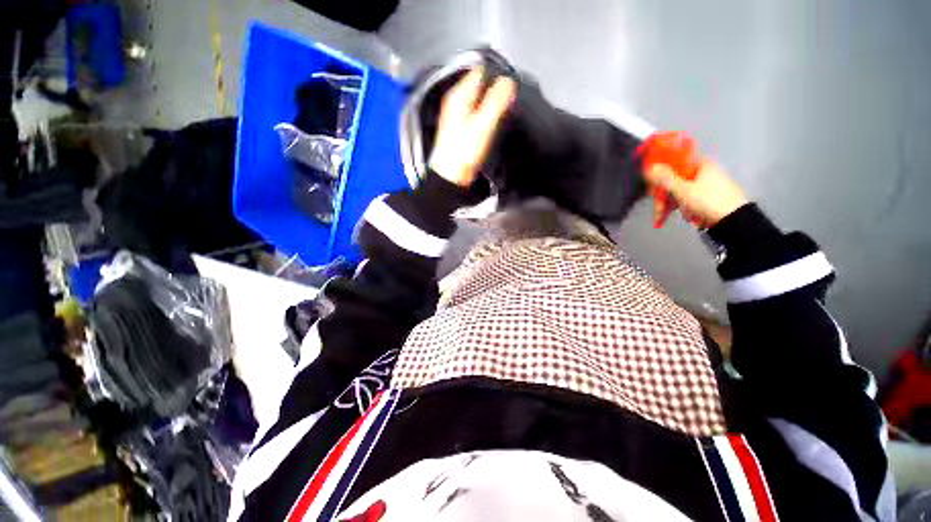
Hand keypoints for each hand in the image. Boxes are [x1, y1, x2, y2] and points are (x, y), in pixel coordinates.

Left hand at [428, 68, 516, 186]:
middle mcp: (457, 100)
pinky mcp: (462, 128)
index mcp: (460, 95)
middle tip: (509, 104)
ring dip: (492, 104)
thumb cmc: (464, 152)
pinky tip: (493, 124)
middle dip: (496, 90)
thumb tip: (510, 81)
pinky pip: (477, 112)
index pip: (481, 71)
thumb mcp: (483, 125)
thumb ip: (497, 101)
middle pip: (481, 85)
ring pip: (480, 99)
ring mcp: (458, 114)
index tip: (510, 89)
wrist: (451, 176)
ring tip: (503, 114)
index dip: (497, 76)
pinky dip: (486, 115)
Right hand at [644, 160, 748, 227]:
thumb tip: (649, 167)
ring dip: (670, 204)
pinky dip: (681, 207)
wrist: (733, 221)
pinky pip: (688, 199)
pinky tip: (682, 215)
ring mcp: (707, 185)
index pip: (675, 164)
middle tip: (658, 209)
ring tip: (665, 217)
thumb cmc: (708, 201)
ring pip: (680, 192)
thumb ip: (665, 178)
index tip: (652, 187)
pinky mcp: (708, 197)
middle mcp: (705, 172)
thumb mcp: (682, 189)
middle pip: (675, 181)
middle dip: (664, 196)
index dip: (661, 174)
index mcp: (701, 164)